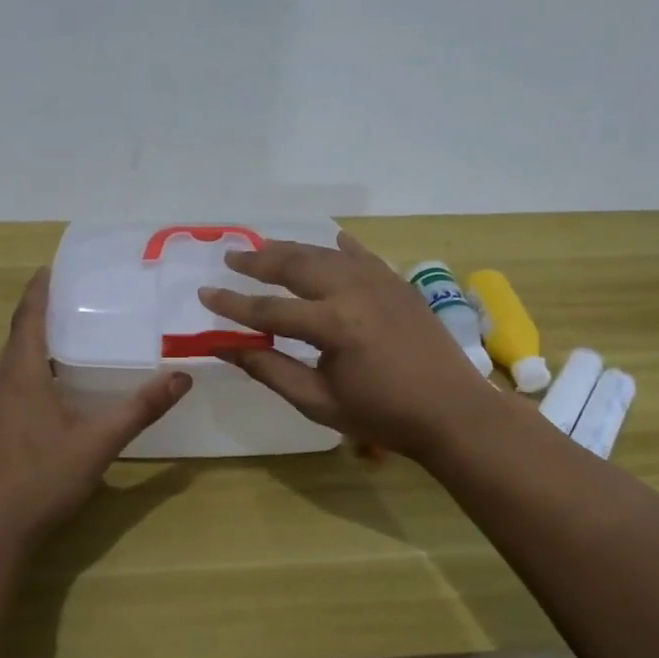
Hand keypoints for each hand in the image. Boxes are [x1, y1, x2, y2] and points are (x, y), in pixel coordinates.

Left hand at [0, 267, 191, 553]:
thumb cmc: (41, 480)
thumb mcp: (98, 443)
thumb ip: (140, 409)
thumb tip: (182, 377)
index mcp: (21, 376)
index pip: (28, 318)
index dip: (38, 291)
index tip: (49, 268)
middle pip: (18, 342)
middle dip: (40, 320)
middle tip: (71, 307)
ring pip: (8, 372)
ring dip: (32, 355)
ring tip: (62, 352)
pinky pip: (2, 397)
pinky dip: (22, 386)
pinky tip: (42, 407)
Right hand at [199, 232, 499, 461]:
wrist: (453, 412)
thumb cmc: (382, 415)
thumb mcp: (318, 401)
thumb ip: (269, 369)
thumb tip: (225, 346)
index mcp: (333, 325)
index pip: (269, 310)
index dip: (233, 305)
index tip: (205, 294)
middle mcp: (353, 292)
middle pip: (295, 266)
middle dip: (258, 261)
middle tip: (231, 257)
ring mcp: (380, 281)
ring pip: (325, 254)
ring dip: (292, 250)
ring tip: (265, 248)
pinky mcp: (398, 283)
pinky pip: (362, 256)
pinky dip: (341, 248)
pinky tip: (330, 242)